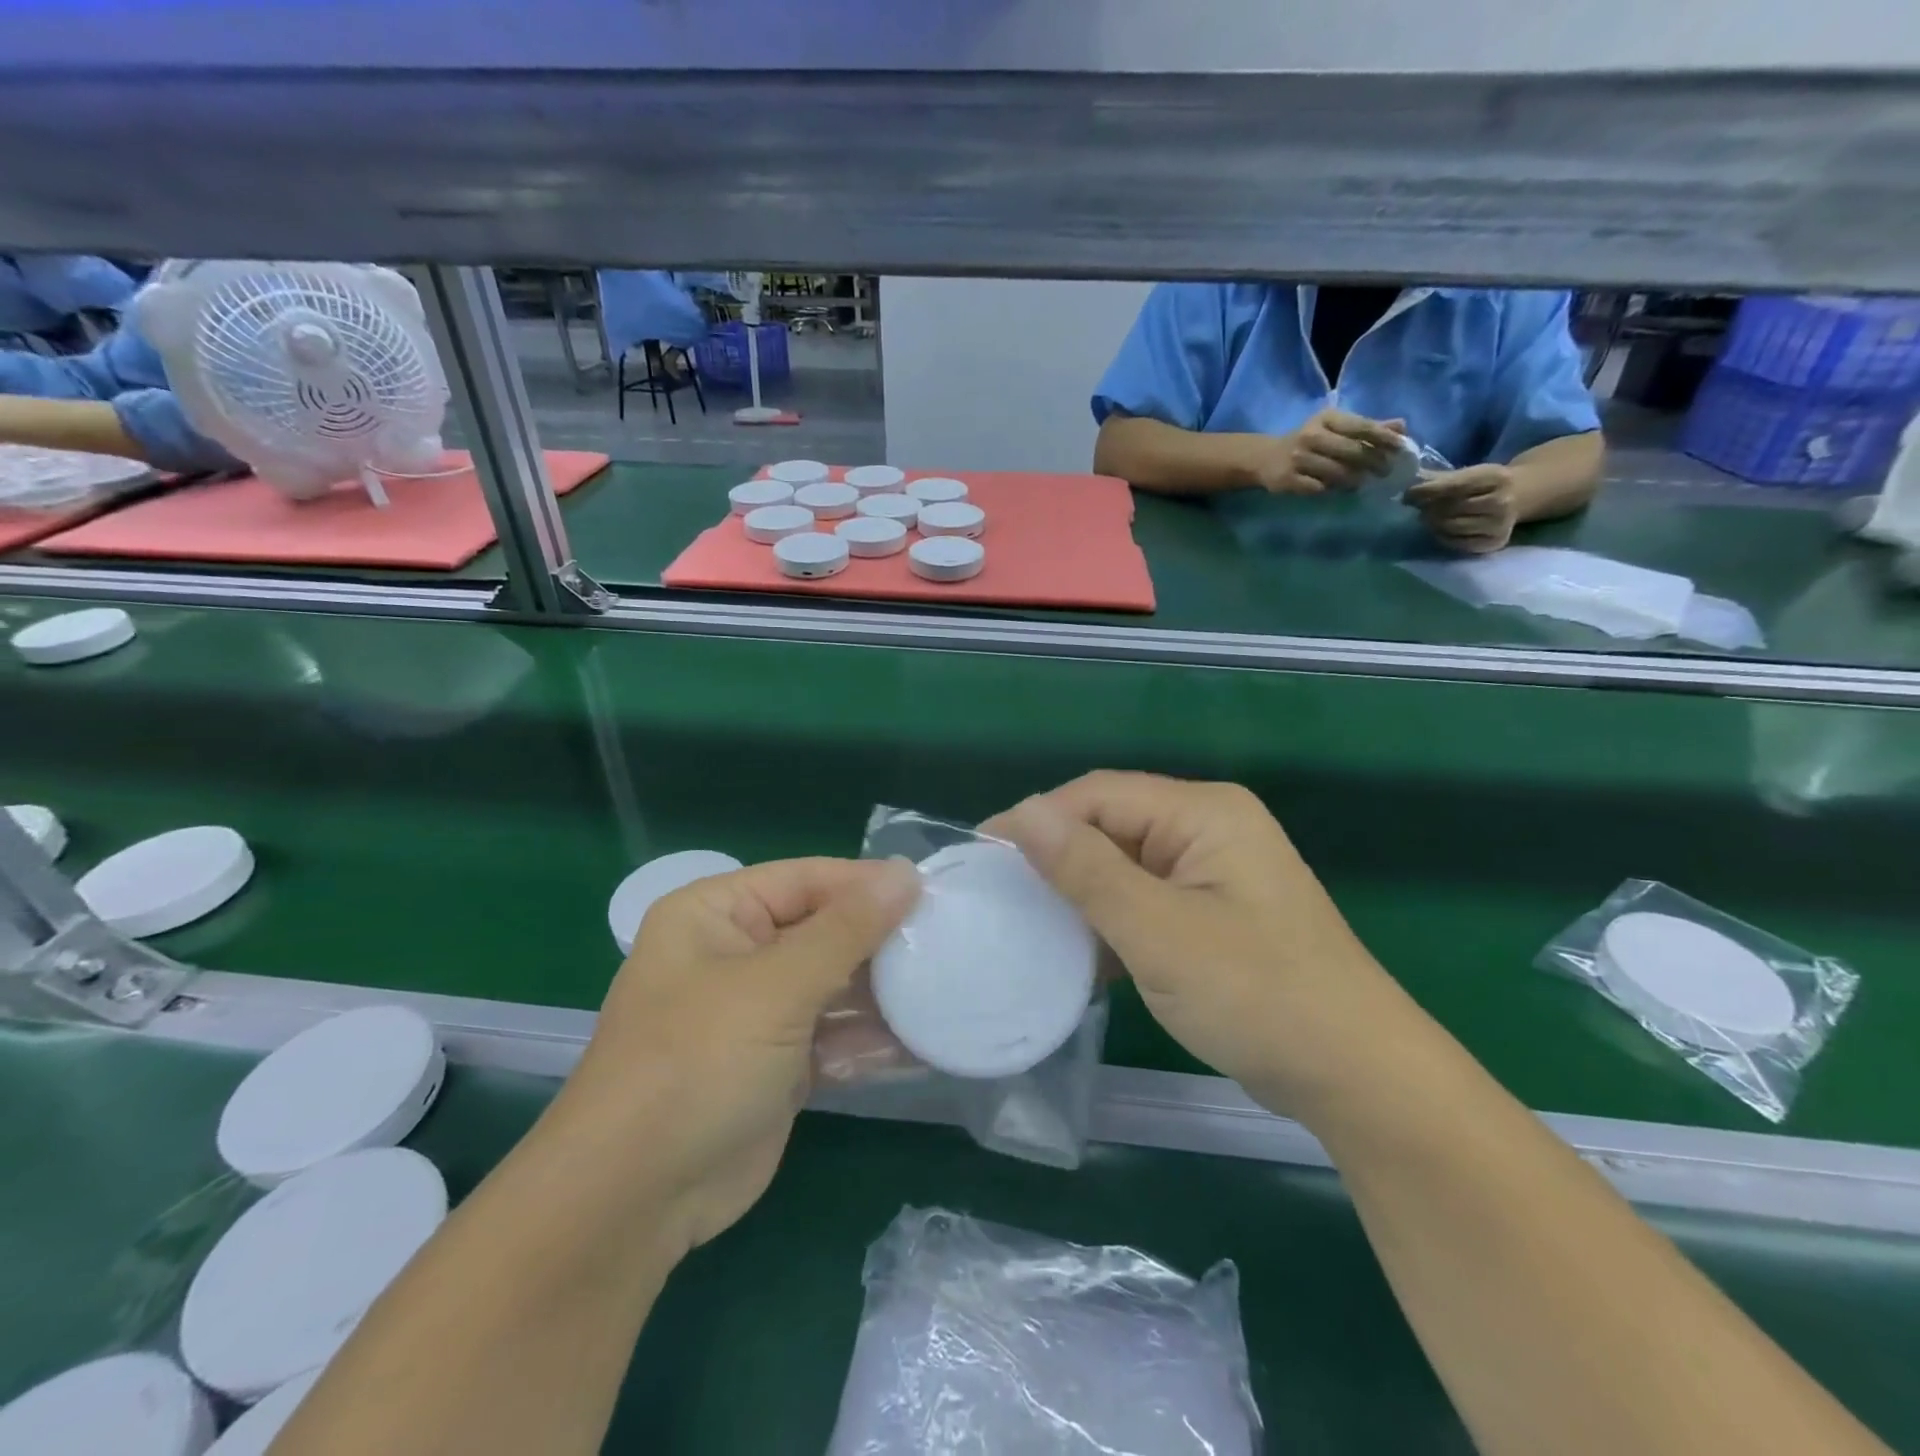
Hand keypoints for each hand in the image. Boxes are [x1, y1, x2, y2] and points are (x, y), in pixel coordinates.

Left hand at [562, 857, 918, 1251]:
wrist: (634, 1201)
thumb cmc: (698, 1063)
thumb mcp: (776, 986)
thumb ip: (847, 929)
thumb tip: (907, 873)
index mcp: (717, 913)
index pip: (807, 879)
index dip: (869, 884)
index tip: (933, 893)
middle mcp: (736, 953)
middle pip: (825, 930)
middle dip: (881, 942)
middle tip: (948, 944)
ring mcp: (758, 1012)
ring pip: (834, 985)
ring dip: (883, 993)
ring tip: (947, 990)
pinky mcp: (777, 1063)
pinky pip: (833, 1035)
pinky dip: (870, 1039)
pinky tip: (923, 1042)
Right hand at [993, 773, 1409, 1114]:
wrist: (1358, 1079)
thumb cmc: (1257, 995)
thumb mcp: (1159, 933)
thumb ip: (1087, 870)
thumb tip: (1021, 814)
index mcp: (1204, 812)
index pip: (1099, 794)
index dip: (1036, 819)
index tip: (981, 857)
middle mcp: (1209, 828)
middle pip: (1111, 825)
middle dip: (1055, 858)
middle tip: (996, 895)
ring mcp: (1213, 873)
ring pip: (1124, 866)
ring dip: (1079, 894)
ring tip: (1023, 924)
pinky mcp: (1213, 914)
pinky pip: (1145, 901)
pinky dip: (1109, 923)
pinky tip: (1075, 954)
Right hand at [1247, 409, 1405, 493]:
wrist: (1265, 458)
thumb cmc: (1308, 442)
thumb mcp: (1335, 428)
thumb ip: (1367, 427)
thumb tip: (1402, 427)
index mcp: (1326, 419)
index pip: (1361, 426)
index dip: (1383, 438)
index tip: (1400, 449)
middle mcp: (1311, 436)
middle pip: (1351, 451)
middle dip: (1373, 462)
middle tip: (1386, 472)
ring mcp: (1298, 459)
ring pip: (1335, 472)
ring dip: (1354, 480)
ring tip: (1363, 483)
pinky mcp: (1287, 479)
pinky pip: (1317, 488)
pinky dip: (1331, 491)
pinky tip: (1338, 491)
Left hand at [1404, 464, 1520, 552]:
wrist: (1519, 495)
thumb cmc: (1483, 484)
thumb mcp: (1466, 473)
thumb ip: (1436, 478)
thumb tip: (1405, 482)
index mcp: (1497, 477)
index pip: (1453, 486)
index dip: (1426, 491)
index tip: (1408, 494)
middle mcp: (1503, 501)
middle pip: (1450, 508)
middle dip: (1428, 508)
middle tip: (1419, 507)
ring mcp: (1500, 524)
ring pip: (1451, 527)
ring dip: (1433, 523)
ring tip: (1428, 517)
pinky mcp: (1494, 543)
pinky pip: (1457, 543)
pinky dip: (1442, 537)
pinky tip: (1439, 529)